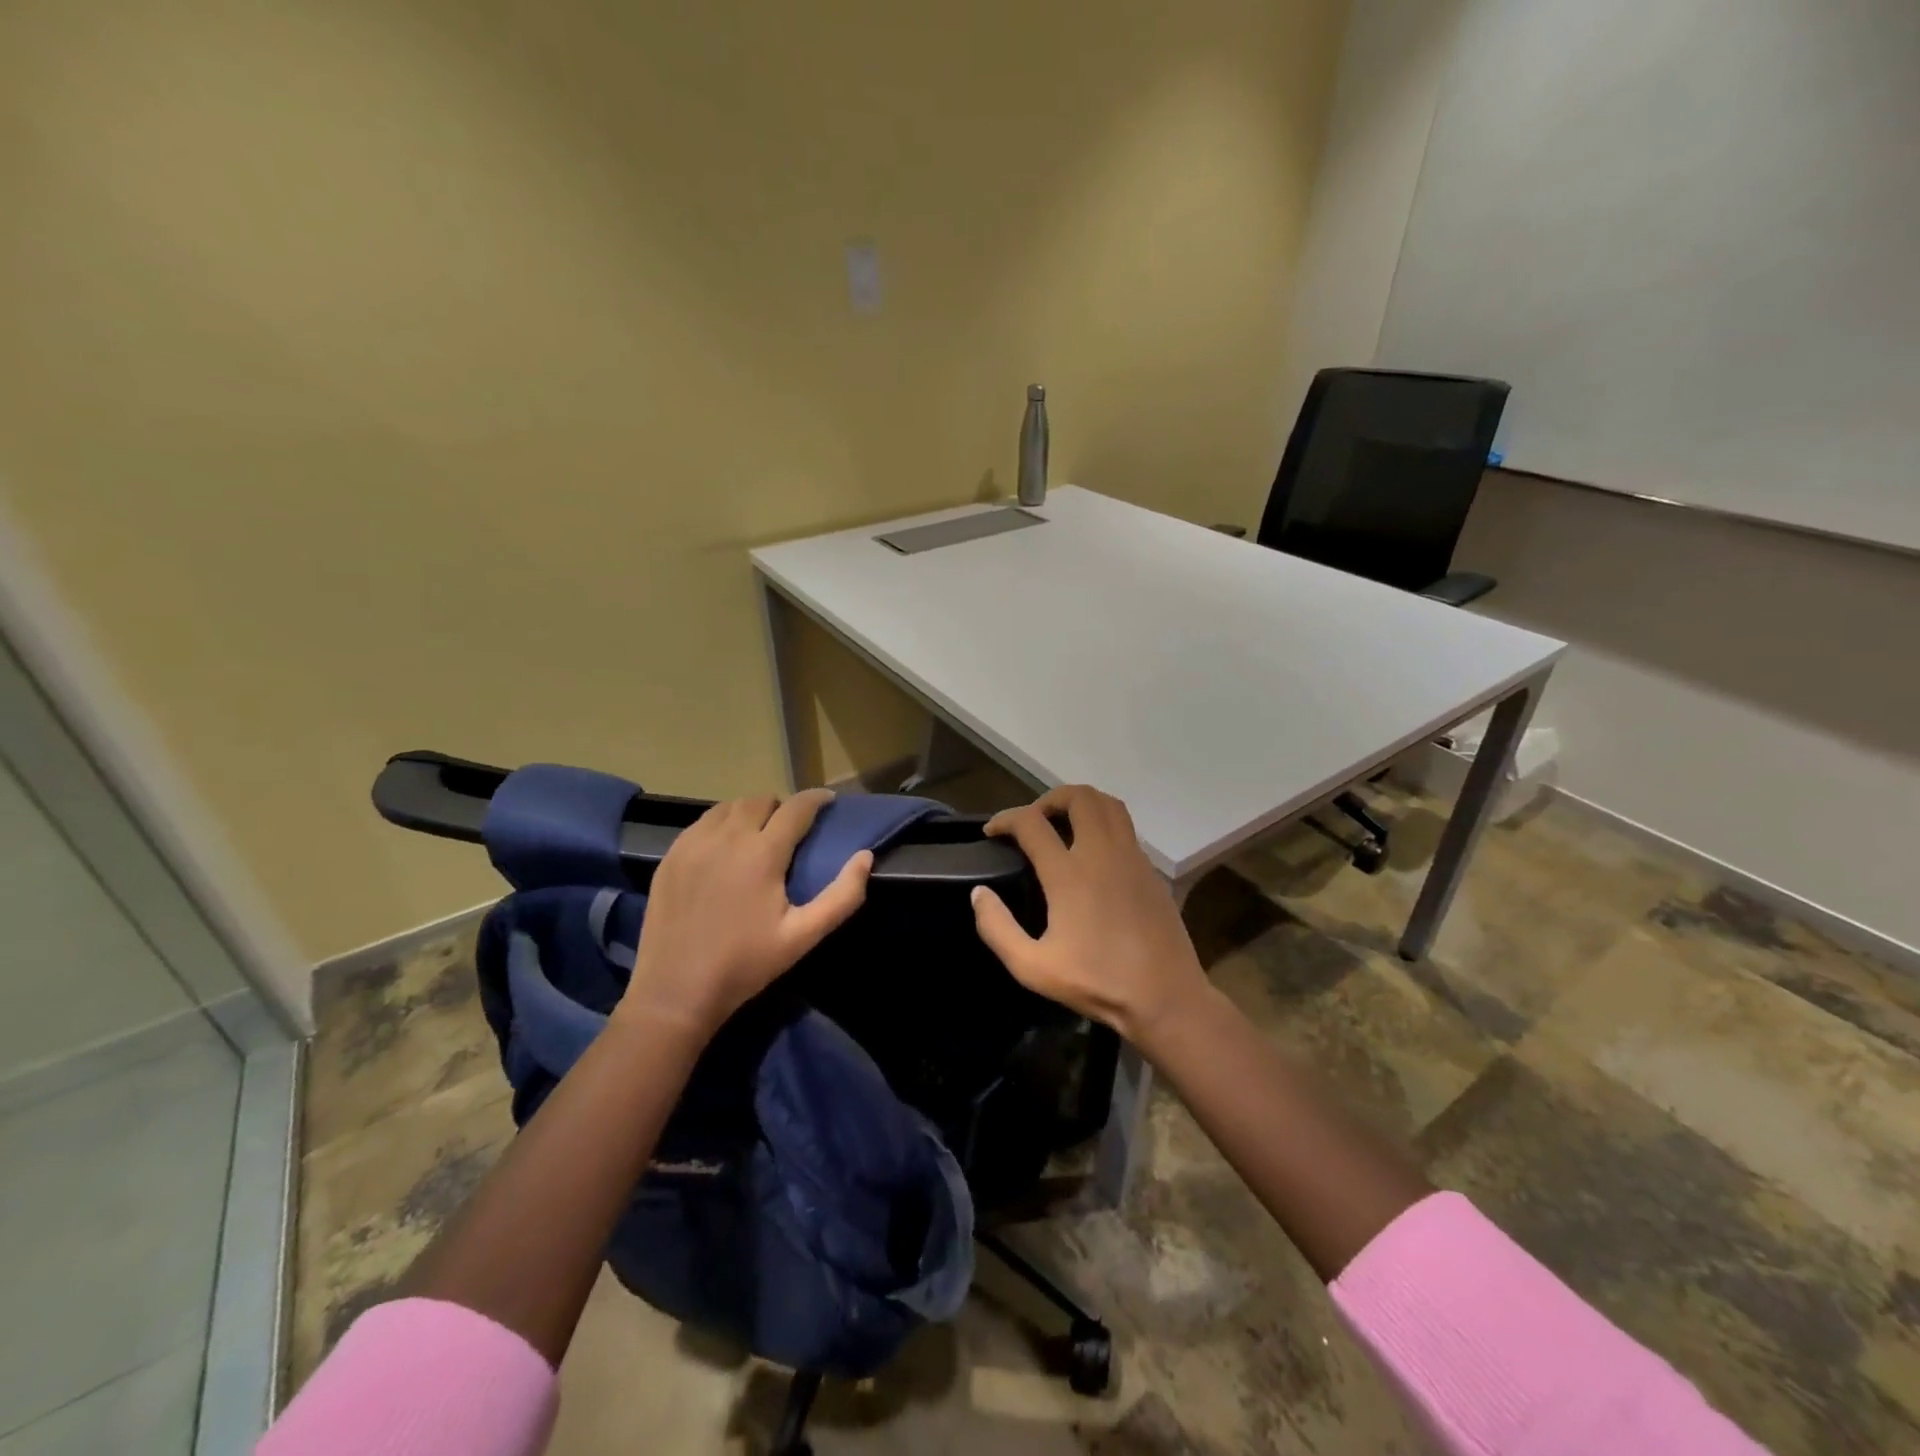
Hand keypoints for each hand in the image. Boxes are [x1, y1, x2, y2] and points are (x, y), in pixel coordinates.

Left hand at [617, 790, 871, 1037]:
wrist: (675, 991)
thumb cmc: (746, 964)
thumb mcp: (803, 936)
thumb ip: (842, 896)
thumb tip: (866, 857)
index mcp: (762, 853)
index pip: (796, 808)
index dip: (815, 799)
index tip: (828, 801)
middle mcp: (727, 837)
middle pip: (760, 801)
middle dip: (781, 806)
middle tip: (792, 826)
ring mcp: (693, 844)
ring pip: (728, 807)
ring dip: (750, 811)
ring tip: (759, 832)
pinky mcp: (670, 856)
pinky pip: (701, 823)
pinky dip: (720, 824)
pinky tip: (724, 847)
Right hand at [970, 785, 1206, 1046]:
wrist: (1165, 998)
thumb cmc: (1097, 983)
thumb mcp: (1032, 968)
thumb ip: (997, 929)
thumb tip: (979, 893)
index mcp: (1069, 874)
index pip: (1031, 822)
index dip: (1004, 819)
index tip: (992, 833)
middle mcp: (1102, 853)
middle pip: (1078, 796)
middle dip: (1048, 799)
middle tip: (1033, 822)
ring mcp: (1132, 857)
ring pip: (1108, 804)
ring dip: (1080, 803)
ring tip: (1062, 825)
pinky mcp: (1150, 870)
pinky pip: (1125, 827)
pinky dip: (1103, 824)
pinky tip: (1093, 854)